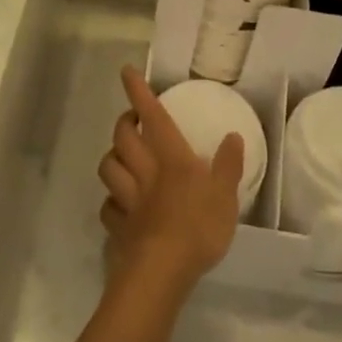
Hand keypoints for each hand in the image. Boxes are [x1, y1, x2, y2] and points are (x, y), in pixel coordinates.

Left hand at [98, 65, 242, 294]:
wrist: (163, 269)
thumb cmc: (198, 226)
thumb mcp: (226, 195)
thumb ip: (228, 165)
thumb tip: (233, 137)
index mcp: (171, 157)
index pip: (152, 115)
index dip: (138, 92)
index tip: (126, 72)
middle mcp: (145, 171)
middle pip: (122, 137)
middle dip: (123, 122)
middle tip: (132, 120)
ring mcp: (128, 199)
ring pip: (108, 167)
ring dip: (112, 157)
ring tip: (121, 157)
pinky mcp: (119, 226)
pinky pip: (109, 207)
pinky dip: (112, 201)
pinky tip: (119, 204)